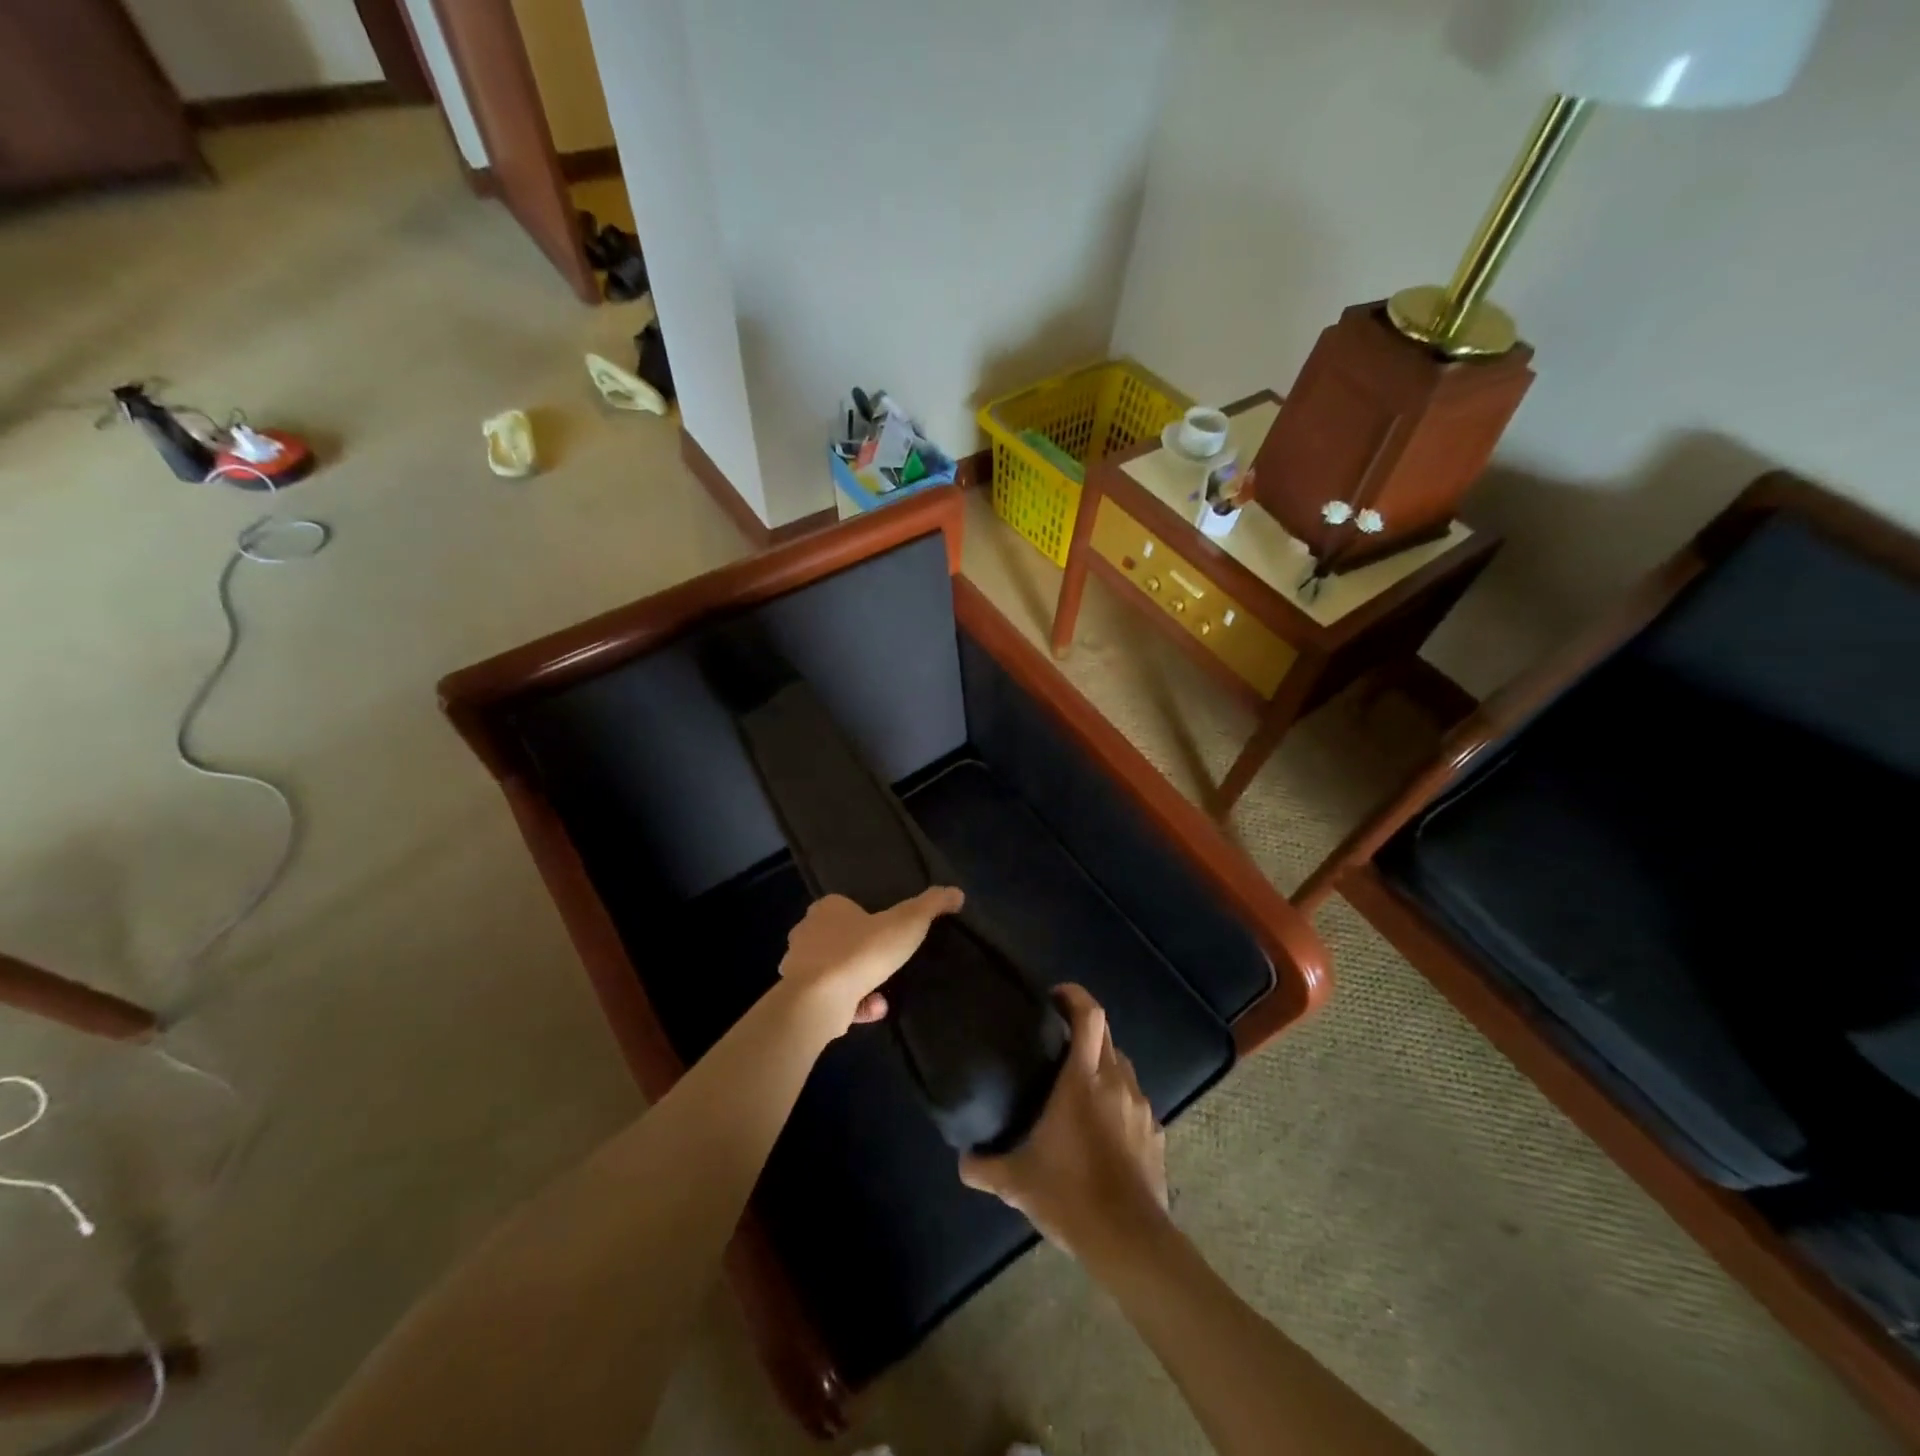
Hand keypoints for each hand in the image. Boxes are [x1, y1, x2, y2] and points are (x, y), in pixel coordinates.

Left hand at [779, 887, 963, 1033]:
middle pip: (837, 938)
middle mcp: (807, 933)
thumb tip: (957, 892)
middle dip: (862, 951)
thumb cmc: (860, 952)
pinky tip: (874, 1009)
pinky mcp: (799, 999)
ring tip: (883, 992)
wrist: (818, 1000)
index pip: (845, 906)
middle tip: (887, 962)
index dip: (866, 917)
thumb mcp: (906, 923)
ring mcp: (799, 968)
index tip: (887, 931)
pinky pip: (832, 998)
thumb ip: (931, 905)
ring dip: (860, 981)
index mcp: (827, 909)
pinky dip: (853, 1004)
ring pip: (835, 970)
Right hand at [960, 984, 1168, 1267]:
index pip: (1090, 1015)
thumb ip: (984, 1166)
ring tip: (1077, 1087)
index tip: (1054, 996)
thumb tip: (962, 1160)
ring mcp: (1141, 1107)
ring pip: (1122, 1067)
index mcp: (1083, 1079)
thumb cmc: (1070, 1195)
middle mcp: (1116, 1082)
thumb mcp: (1017, 1182)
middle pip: (1106, 1035)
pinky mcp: (1155, 1133)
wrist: (1129, 1240)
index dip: (1075, 995)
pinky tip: (1101, 1130)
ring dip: (1101, 1066)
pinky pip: (1134, 1102)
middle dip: (1084, 1028)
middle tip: (1056, 1041)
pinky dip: (1117, 1102)